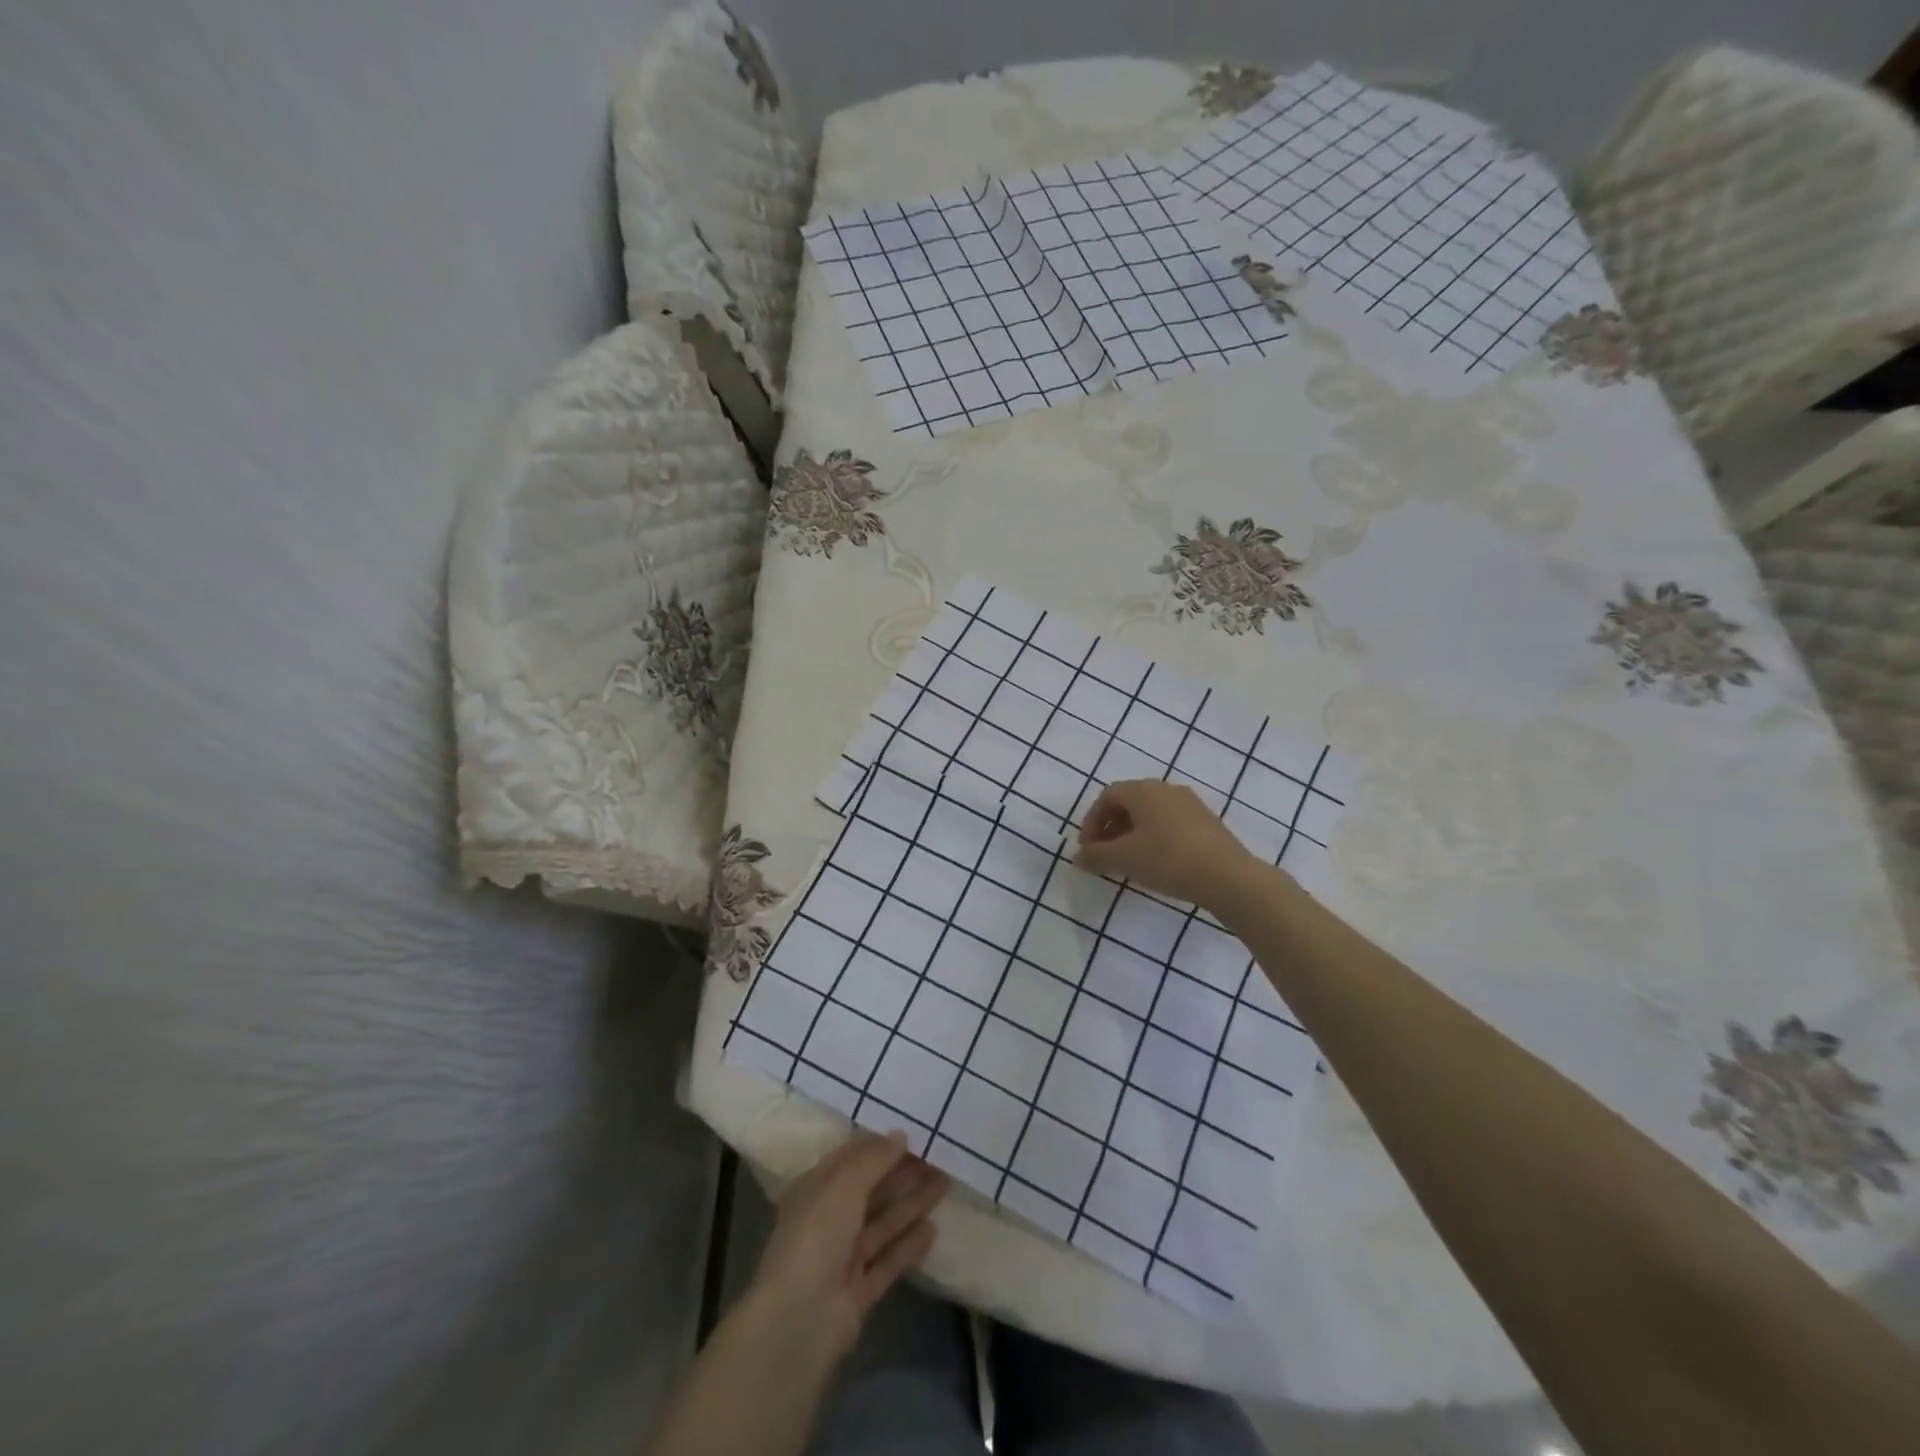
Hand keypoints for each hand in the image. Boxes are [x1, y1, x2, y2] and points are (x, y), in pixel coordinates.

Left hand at [749, 1132, 949, 1362]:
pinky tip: (933, 1229)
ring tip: (945, 1183)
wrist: (799, 1320)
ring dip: (912, 1203)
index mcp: (816, 1190)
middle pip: (871, 1191)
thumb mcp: (844, 1184)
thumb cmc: (817, 1235)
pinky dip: (909, 1245)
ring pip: (883, 1223)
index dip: (881, 1147)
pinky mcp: (859, 1292)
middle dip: (903, 1173)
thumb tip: (900, 1135)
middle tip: (939, 1157)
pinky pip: (888, 1260)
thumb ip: (874, 1158)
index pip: (851, 1161)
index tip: (914, 1134)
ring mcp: (843, 1258)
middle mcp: (828, 1221)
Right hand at [1075, 779, 1260, 910]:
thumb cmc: (1167, 860)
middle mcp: (1166, 789)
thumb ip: (1095, 855)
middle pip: (1129, 802)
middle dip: (1111, 828)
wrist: (1228, 877)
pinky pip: (1170, 823)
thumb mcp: (1124, 859)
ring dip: (1132, 834)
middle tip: (1104, 855)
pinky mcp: (1207, 822)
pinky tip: (1157, 863)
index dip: (1092, 821)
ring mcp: (1190, 804)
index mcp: (1143, 790)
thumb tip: (1078, 856)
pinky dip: (1154, 838)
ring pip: (1151, 814)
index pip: (1107, 796)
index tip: (1087, 849)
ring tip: (1128, 862)